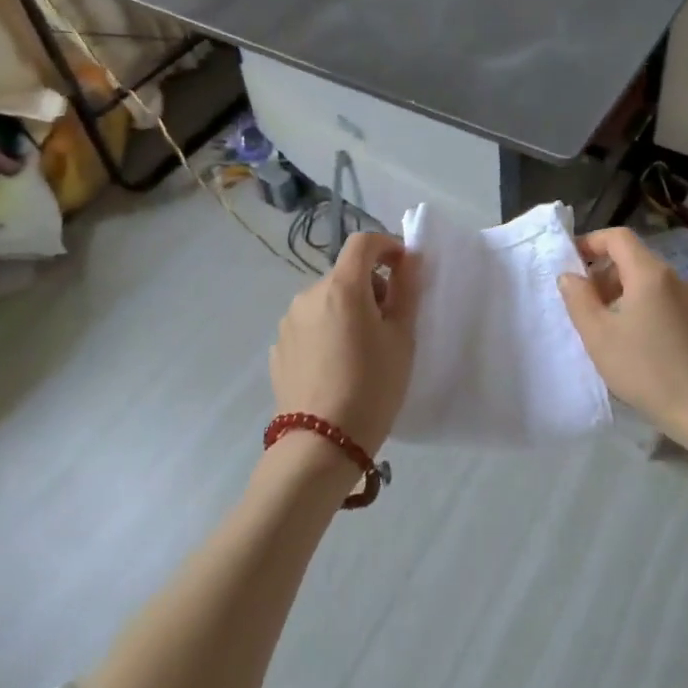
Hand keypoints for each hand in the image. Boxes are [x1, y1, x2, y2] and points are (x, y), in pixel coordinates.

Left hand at [269, 231, 419, 456]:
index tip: (404, 269)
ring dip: (346, 310)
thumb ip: (406, 291)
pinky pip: (310, 326)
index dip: (387, 246)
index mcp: (342, 287)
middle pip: (346, 274)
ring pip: (326, 301)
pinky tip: (337, 367)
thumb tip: (408, 259)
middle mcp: (308, 295)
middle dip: (371, 287)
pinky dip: (327, 332)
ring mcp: (288, 322)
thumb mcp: (401, 338)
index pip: (363, 243)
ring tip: (362, 350)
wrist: (321, 445)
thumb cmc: (372, 386)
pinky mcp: (278, 349)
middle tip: (390, 324)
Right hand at [559, 228, 687, 469]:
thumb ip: (578, 300)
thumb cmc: (647, 370)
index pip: (618, 237)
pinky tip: (633, 342)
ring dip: (620, 292)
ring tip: (604, 326)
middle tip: (583, 303)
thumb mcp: (599, 336)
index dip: (591, 242)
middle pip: (633, 258)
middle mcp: (674, 278)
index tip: (571, 263)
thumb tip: (569, 275)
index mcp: (649, 273)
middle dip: (603, 272)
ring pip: (648, 281)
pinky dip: (641, 307)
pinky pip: (663, 301)